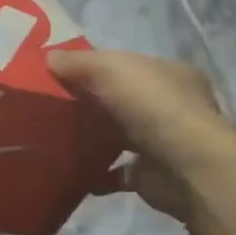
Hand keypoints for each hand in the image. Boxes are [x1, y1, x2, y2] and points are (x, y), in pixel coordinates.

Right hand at [49, 49, 235, 222]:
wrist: (186, 167)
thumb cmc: (151, 105)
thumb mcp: (109, 68)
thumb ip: (78, 62)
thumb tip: (49, 58)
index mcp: (168, 74)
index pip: (128, 66)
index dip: (95, 67)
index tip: (62, 73)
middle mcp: (172, 107)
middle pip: (122, 101)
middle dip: (92, 104)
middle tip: (53, 107)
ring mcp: (165, 143)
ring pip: (121, 136)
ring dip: (94, 139)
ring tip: (57, 139)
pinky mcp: (153, 176)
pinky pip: (118, 172)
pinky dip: (97, 173)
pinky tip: (74, 171)